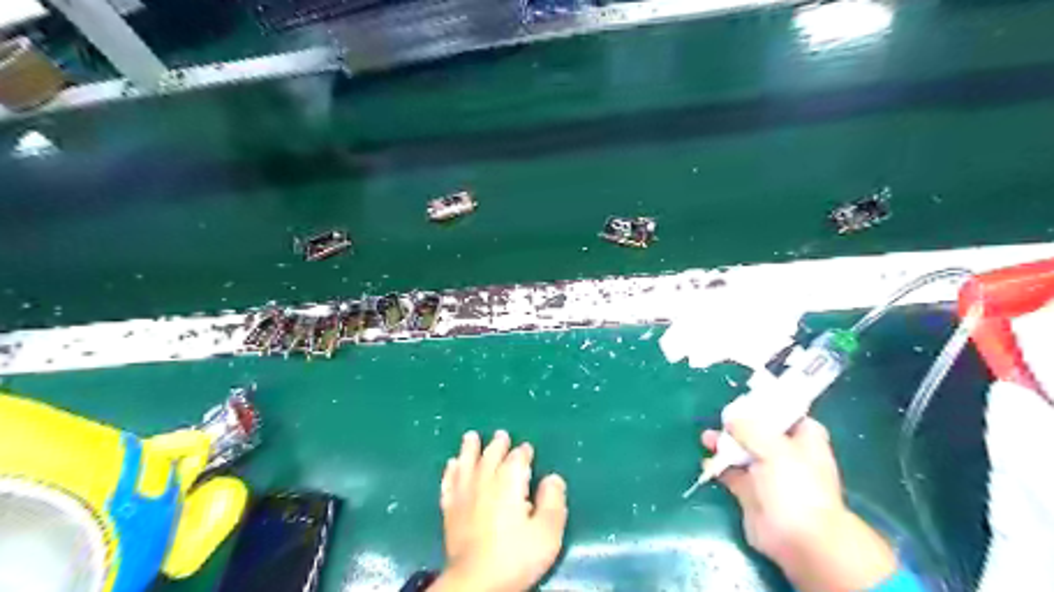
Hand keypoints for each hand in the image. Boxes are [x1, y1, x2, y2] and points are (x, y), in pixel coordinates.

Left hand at [429, 430, 568, 591]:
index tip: (527, 448)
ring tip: (471, 437)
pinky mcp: (450, 509)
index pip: (518, 458)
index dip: (523, 452)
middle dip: (498, 444)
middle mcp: (485, 480)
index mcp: (509, 481)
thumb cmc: (516, 556)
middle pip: (491, 455)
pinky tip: (451, 465)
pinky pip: (449, 482)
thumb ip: (553, 501)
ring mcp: (464, 494)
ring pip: (467, 462)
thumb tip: (553, 477)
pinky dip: (450, 471)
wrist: (476, 581)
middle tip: (501, 435)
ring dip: (470, 449)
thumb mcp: (547, 532)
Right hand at [699, 417, 895, 590]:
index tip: (745, 399)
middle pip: (759, 431)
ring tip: (706, 438)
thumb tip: (731, 418)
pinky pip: (730, 473)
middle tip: (721, 418)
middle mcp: (786, 454)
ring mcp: (767, 474)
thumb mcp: (774, 448)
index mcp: (804, 439)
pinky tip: (707, 462)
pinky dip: (718, 466)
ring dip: (724, 444)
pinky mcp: (750, 492)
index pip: (788, 414)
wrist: (798, 538)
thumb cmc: (795, 486)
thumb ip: (750, 428)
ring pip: (742, 451)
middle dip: (739, 424)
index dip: (768, 406)